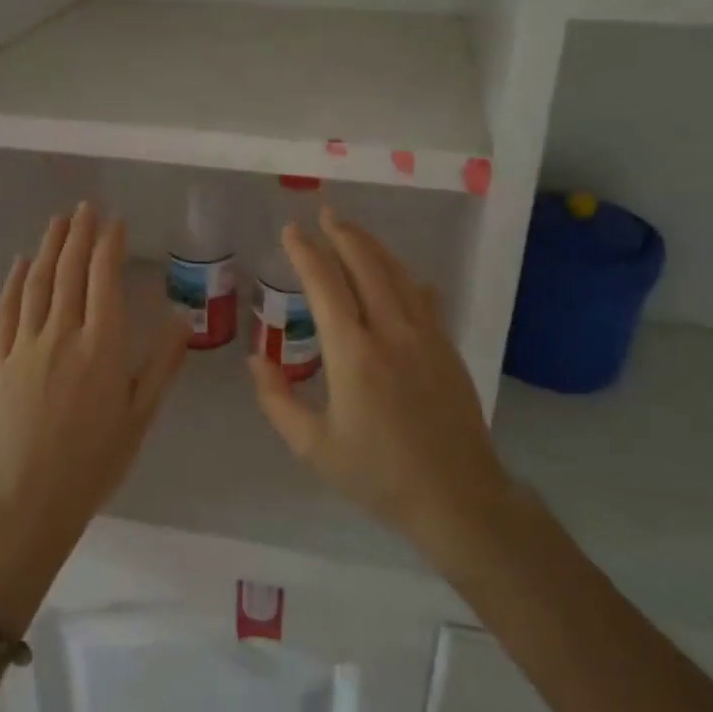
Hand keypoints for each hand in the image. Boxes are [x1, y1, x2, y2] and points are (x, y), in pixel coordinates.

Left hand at [0, 204, 188, 562]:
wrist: (29, 498)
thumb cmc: (94, 461)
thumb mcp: (140, 416)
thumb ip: (162, 365)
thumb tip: (182, 320)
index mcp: (102, 346)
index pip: (104, 279)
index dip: (109, 244)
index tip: (115, 221)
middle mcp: (63, 334)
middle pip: (71, 271)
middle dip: (80, 233)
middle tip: (87, 206)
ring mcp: (26, 344)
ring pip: (39, 282)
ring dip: (50, 246)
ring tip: (60, 220)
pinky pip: (8, 310)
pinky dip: (17, 281)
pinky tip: (24, 262)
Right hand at [249, 207, 510, 555]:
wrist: (457, 497)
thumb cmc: (377, 475)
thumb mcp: (314, 447)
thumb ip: (278, 400)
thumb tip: (255, 359)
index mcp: (353, 353)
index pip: (326, 286)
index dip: (307, 253)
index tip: (292, 231)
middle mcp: (390, 332)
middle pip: (366, 266)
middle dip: (343, 235)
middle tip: (325, 214)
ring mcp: (425, 336)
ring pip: (398, 275)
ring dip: (374, 247)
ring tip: (354, 231)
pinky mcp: (446, 348)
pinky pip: (423, 297)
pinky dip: (405, 277)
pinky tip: (402, 275)